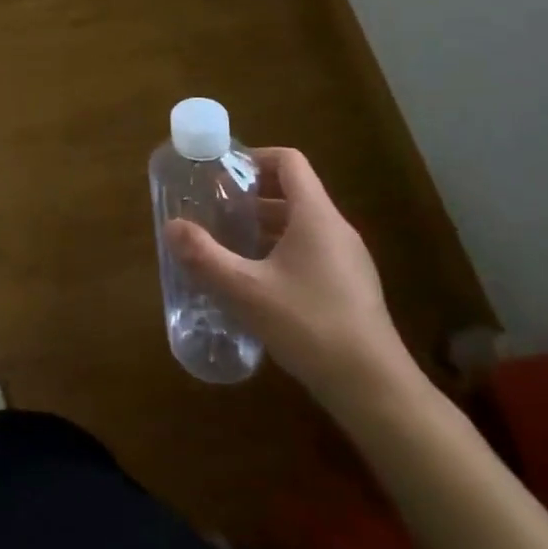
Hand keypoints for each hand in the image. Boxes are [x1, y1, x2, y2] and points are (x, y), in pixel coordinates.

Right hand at [165, 147, 414, 414]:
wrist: (376, 391)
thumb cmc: (310, 326)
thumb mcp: (247, 291)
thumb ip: (205, 256)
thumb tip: (171, 227)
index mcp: (316, 215)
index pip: (289, 161)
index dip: (255, 157)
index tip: (223, 174)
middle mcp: (336, 229)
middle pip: (293, 191)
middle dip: (252, 195)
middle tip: (217, 208)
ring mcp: (348, 260)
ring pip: (302, 224)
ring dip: (265, 226)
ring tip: (230, 244)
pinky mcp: (351, 288)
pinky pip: (312, 251)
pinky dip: (282, 251)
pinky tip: (259, 283)